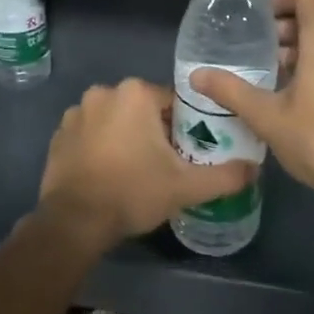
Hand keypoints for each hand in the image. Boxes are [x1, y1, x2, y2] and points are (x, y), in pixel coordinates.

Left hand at [35, 78, 255, 248]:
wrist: (75, 221)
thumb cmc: (133, 192)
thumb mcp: (186, 187)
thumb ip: (225, 175)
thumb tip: (255, 169)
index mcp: (135, 93)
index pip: (172, 102)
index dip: (183, 127)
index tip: (185, 153)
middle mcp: (103, 92)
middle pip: (142, 109)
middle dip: (154, 132)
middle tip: (164, 165)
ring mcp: (76, 113)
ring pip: (115, 120)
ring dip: (125, 137)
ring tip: (134, 172)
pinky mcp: (58, 135)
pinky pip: (90, 134)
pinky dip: (100, 147)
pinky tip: (107, 174)